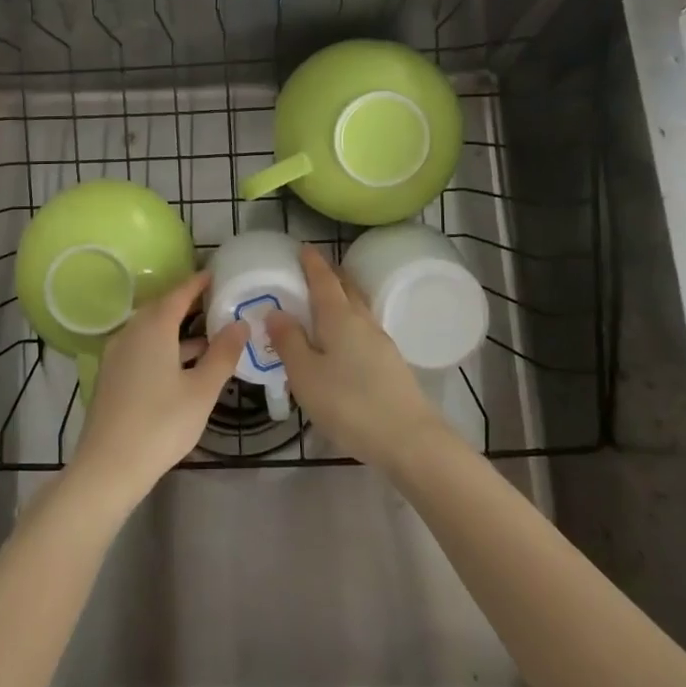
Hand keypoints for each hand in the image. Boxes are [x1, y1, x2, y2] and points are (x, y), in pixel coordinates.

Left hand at [69, 272, 244, 508]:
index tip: (215, 275)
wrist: (108, 467)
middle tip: (215, 303)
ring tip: (208, 336)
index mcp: (153, 328)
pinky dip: (163, 347)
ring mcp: (117, 355)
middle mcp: (131, 332)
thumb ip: (223, 354)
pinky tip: (182, 366)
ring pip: (150, 331)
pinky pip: (141, 348)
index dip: (197, 283)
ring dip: (177, 330)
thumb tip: (240, 323)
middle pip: (161, 309)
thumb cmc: (161, 424)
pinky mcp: (112, 376)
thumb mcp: (202, 390)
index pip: (178, 294)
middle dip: (187, 305)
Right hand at [265, 246, 444, 469]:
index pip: (323, 279)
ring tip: (322, 305)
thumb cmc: (348, 403)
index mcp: (338, 316)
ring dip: (341, 299)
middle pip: (345, 288)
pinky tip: (341, 341)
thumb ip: (289, 341)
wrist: (409, 439)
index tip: (302, 248)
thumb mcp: (305, 374)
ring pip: (357, 309)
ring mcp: (381, 342)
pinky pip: (363, 330)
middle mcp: (362, 320)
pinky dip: (348, 323)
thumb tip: (276, 311)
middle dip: (329, 276)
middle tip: (310, 271)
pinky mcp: (390, 363)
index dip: (312, 262)